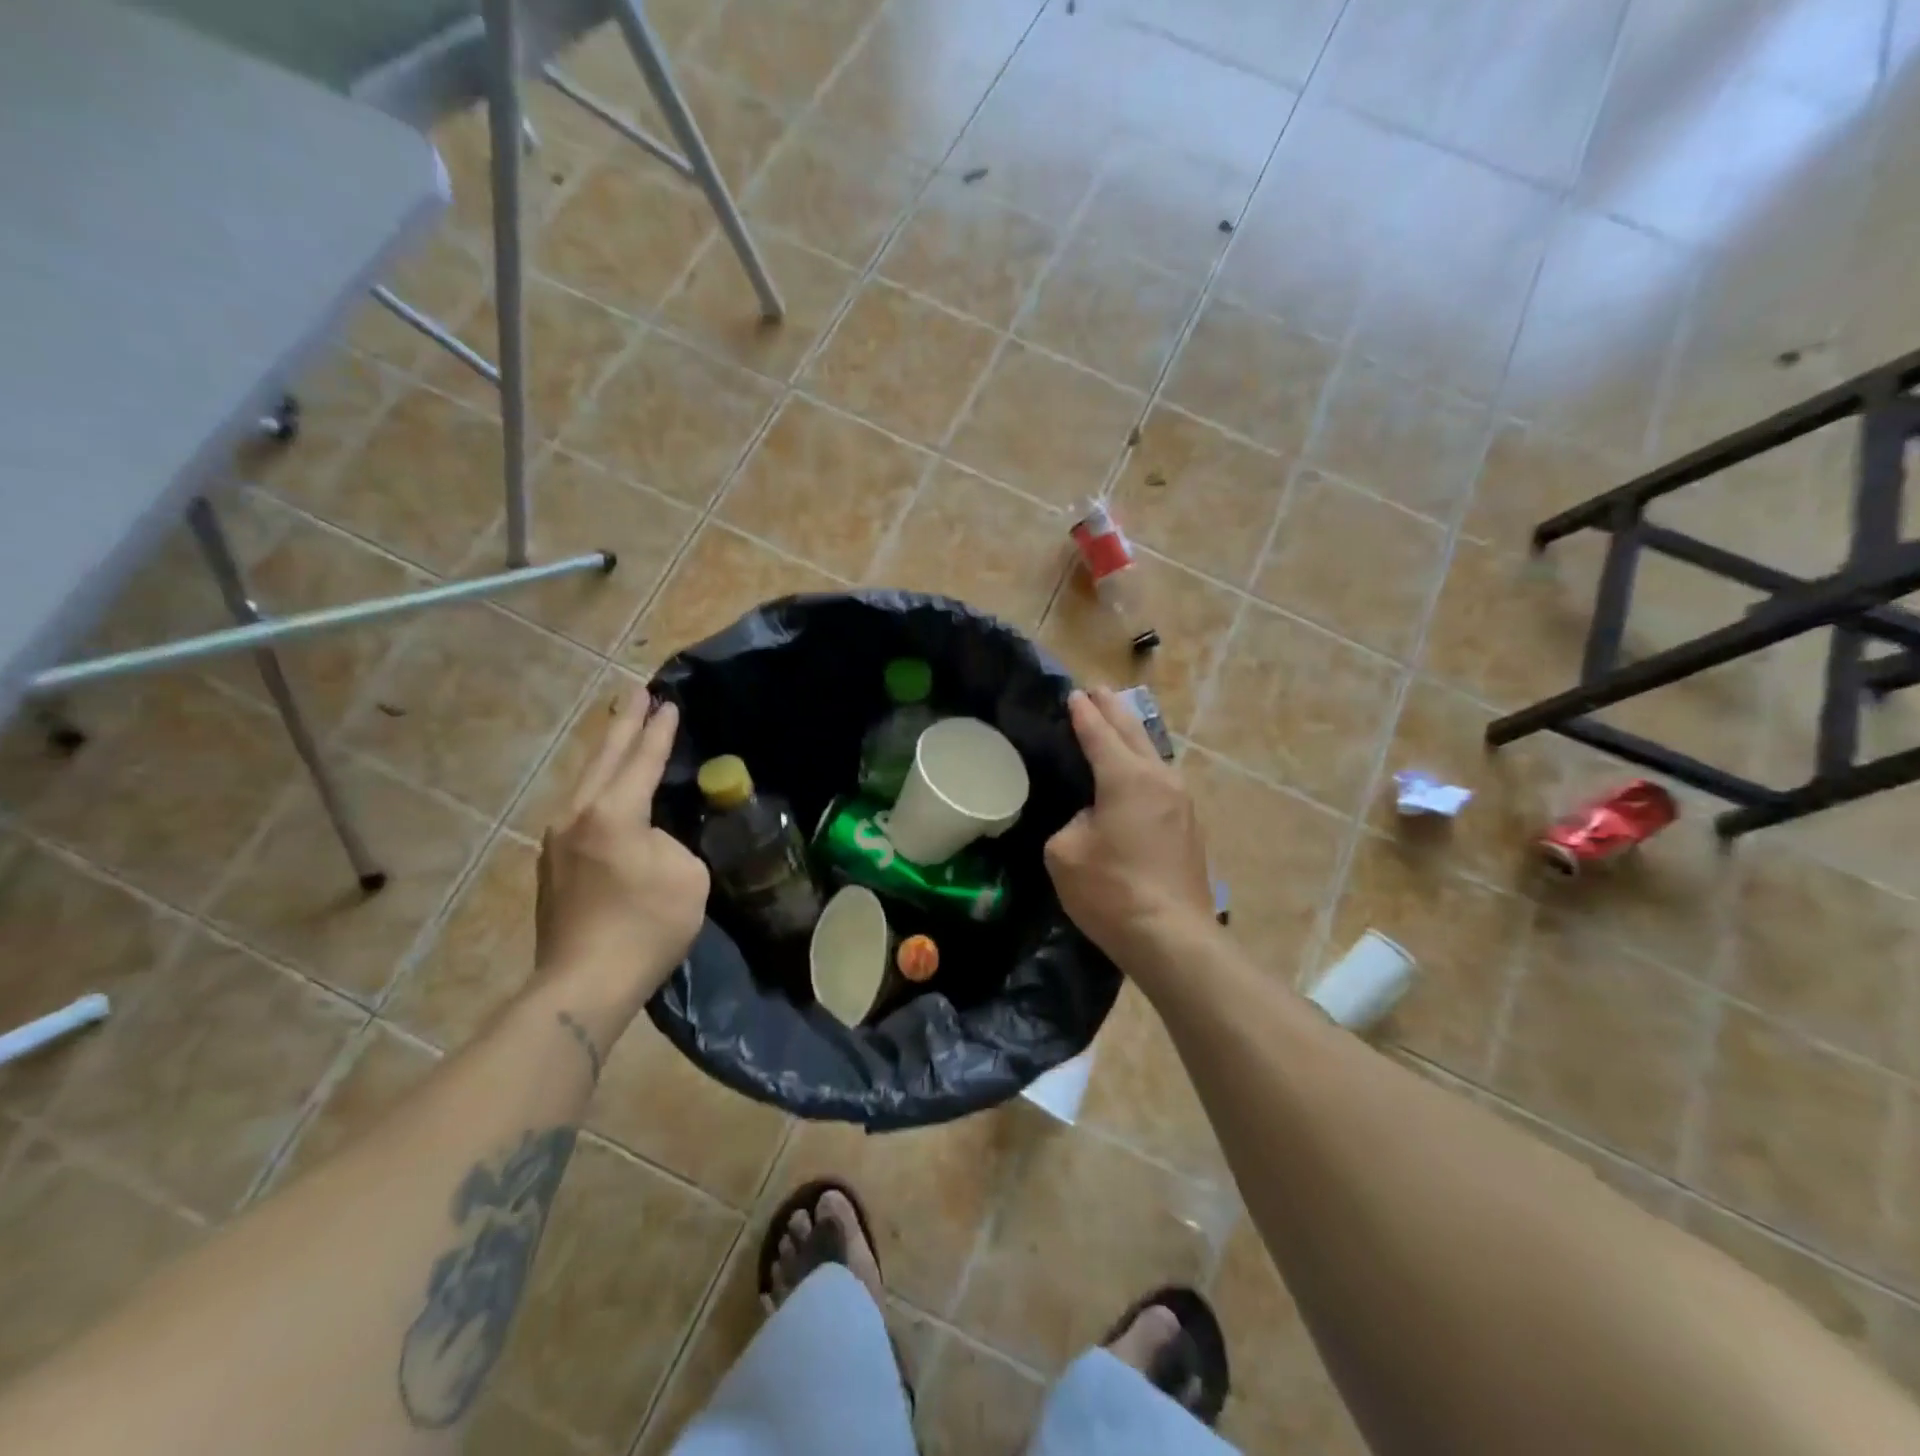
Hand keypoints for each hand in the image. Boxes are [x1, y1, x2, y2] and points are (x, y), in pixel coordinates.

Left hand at [535, 690, 709, 1028]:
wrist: (584, 983)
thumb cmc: (647, 926)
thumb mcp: (686, 876)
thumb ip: (672, 843)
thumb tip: (652, 840)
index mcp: (613, 813)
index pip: (642, 760)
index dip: (658, 730)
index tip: (668, 701)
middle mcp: (578, 816)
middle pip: (604, 758)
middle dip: (624, 724)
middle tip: (636, 691)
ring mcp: (557, 841)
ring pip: (586, 783)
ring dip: (607, 755)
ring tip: (621, 734)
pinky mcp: (552, 866)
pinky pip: (581, 811)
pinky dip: (599, 789)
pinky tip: (608, 792)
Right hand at [1045, 688, 1216, 975]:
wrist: (1172, 937)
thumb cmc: (1111, 891)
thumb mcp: (1065, 853)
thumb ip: (1073, 823)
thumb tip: (1091, 820)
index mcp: (1126, 777)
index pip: (1098, 733)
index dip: (1083, 713)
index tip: (1073, 694)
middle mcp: (1159, 779)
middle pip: (1134, 732)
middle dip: (1114, 709)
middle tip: (1098, 690)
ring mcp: (1181, 803)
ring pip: (1153, 755)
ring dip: (1133, 735)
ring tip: (1119, 723)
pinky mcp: (1189, 828)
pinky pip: (1161, 781)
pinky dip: (1143, 765)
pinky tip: (1137, 774)